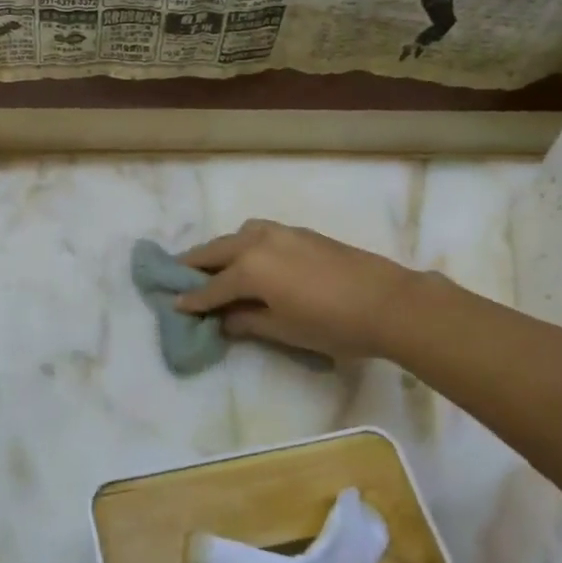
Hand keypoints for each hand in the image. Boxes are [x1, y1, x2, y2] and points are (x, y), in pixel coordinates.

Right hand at [174, 220, 419, 360]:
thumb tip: (223, 319)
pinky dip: (244, 243)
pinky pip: (259, 233)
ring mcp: (280, 232)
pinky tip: (249, 257)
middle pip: (216, 251)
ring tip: (212, 264)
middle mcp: (257, 243)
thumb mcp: (284, 330)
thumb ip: (246, 321)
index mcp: (249, 269)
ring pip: (237, 236)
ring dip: (220, 248)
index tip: (173, 305)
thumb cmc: (332, 324)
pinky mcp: (299, 232)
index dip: (192, 300)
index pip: (211, 288)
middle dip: (194, 264)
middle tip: (176, 274)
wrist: (388, 302)